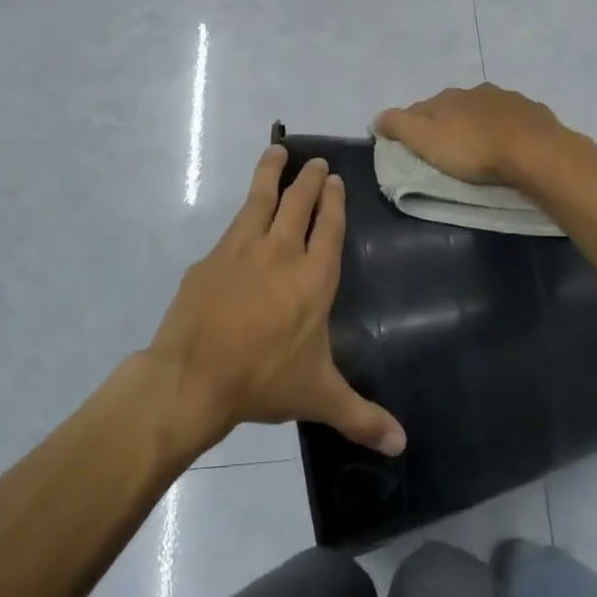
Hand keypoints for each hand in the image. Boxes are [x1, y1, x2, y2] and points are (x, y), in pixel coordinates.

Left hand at [148, 147, 406, 457]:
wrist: (193, 378)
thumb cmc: (264, 380)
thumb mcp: (319, 396)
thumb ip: (362, 417)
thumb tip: (403, 445)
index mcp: (314, 277)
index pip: (329, 226)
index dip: (334, 201)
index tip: (336, 181)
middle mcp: (282, 252)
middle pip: (299, 202)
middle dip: (310, 179)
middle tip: (316, 163)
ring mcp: (242, 249)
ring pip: (261, 198)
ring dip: (272, 173)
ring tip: (277, 150)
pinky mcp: (211, 258)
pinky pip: (233, 223)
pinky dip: (244, 206)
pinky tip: (244, 210)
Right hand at [374, 83, 571, 187]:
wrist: (534, 151)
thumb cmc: (473, 150)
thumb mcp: (425, 140)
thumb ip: (398, 126)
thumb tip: (377, 117)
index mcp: (446, 98)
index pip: (418, 109)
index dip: (410, 125)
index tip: (409, 145)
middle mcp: (474, 91)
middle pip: (452, 107)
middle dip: (446, 123)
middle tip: (446, 148)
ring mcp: (507, 99)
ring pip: (483, 110)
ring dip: (477, 123)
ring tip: (479, 147)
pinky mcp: (533, 112)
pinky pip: (512, 119)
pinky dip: (506, 129)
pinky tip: (510, 144)